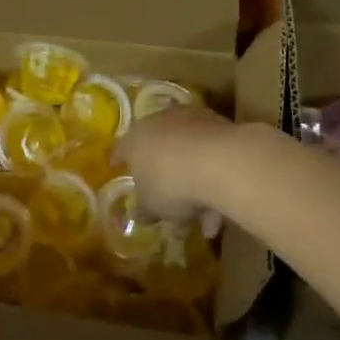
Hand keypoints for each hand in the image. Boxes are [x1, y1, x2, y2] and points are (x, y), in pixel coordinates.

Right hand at [114, 105, 239, 220]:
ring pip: (189, 153)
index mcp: (135, 139)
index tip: (118, 167)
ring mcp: (191, 120)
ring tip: (206, 220)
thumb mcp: (151, 205)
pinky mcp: (220, 124)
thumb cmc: (171, 183)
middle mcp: (160, 122)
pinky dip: (214, 179)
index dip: (119, 160)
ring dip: (195, 183)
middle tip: (169, 200)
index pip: (121, 148)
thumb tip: (141, 215)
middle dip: (164, 173)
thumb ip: (144, 209)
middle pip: (158, 147)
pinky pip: (211, 155)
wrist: (219, 161)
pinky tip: (221, 212)